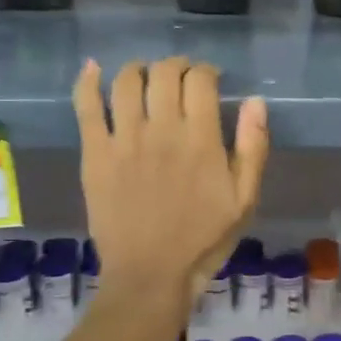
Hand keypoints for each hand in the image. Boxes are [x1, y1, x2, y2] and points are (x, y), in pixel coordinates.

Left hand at [73, 57, 268, 301]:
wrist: (150, 275)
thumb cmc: (204, 239)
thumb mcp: (245, 199)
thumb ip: (253, 147)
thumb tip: (255, 101)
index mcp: (201, 140)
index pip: (200, 81)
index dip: (207, 71)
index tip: (210, 80)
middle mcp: (161, 130)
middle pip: (164, 73)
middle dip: (176, 66)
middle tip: (181, 77)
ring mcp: (123, 141)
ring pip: (126, 82)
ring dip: (139, 68)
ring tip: (146, 75)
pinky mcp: (94, 155)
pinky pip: (86, 108)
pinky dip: (88, 82)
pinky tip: (93, 68)